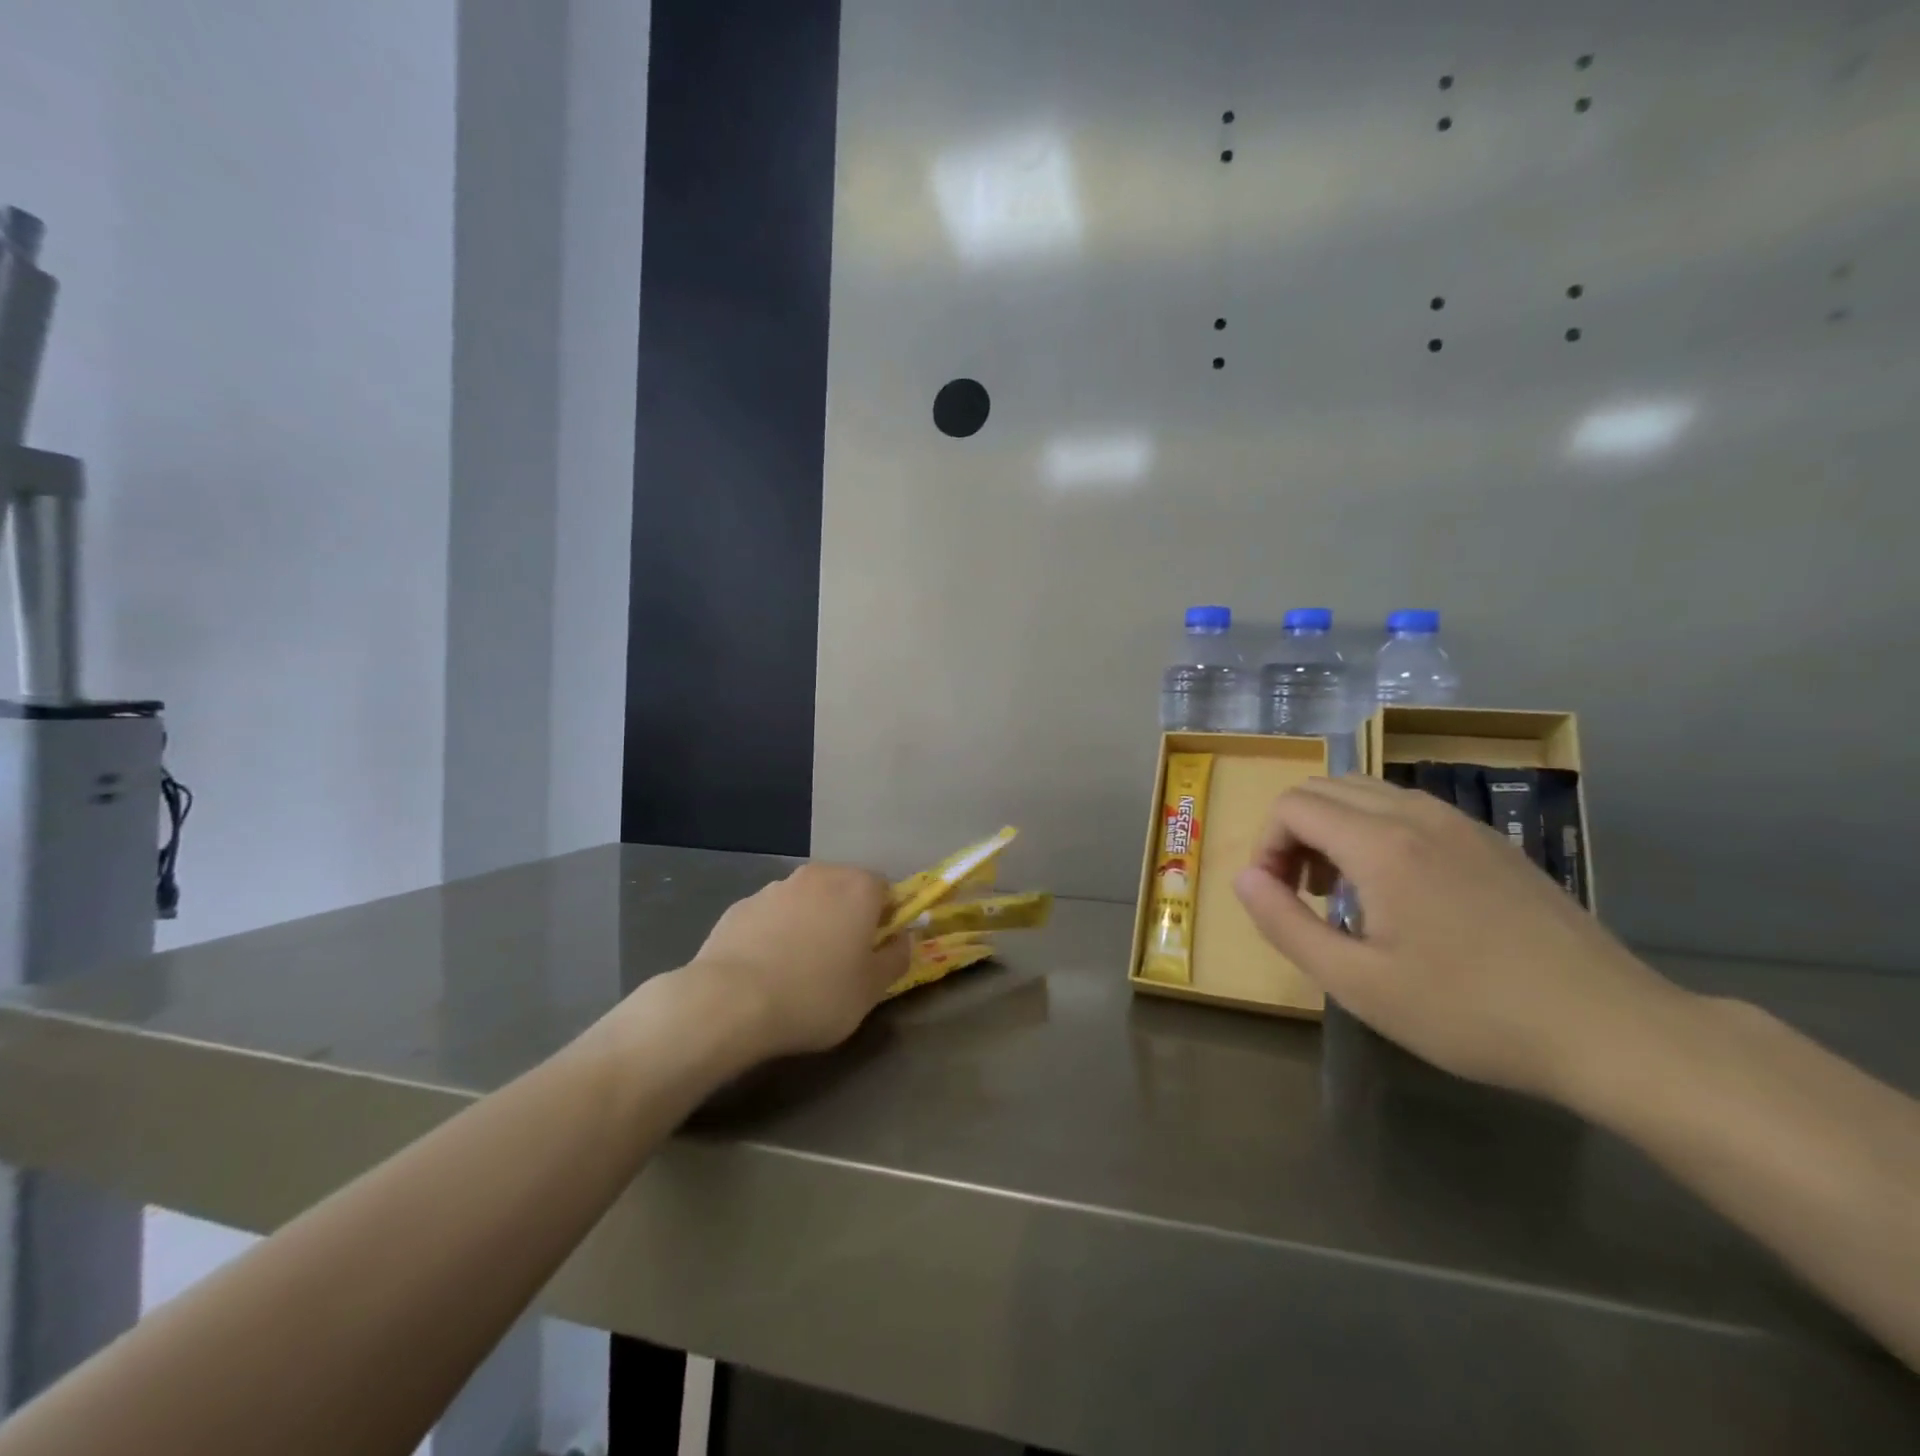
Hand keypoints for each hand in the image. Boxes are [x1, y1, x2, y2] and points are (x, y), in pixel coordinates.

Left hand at [686, 864, 909, 1059]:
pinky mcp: (740, 905)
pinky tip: (764, 970)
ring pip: (805, 901)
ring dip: (809, 923)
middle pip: (843, 890)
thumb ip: (896, 958)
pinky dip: (774, 934)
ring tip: (797, 970)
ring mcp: (775, 887)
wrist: (730, 1002)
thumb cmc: (816, 995)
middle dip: (846, 917)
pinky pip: (770, 917)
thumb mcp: (872, 990)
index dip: (885, 920)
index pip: (885, 891)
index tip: (875, 952)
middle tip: (840, 962)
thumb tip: (902, 939)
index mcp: (858, 888)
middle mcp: (819, 875)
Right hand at [1232, 776, 1688, 1105]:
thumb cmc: (1470, 1012)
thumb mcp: (1357, 983)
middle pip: (1325, 787)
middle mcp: (1417, 815)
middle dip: (1294, 832)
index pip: (1292, 806)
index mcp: (1380, 844)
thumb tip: (1243, 878)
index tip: (1276, 897)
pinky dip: (1376, 831)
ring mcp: (1461, 824)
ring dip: (1334, 828)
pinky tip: (1398, 892)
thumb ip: (1284, 923)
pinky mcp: (1491, 841)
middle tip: (1302, 893)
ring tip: (1344, 893)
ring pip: (1368, 793)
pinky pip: (1409, 809)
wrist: (1610, 1030)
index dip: (1267, 846)